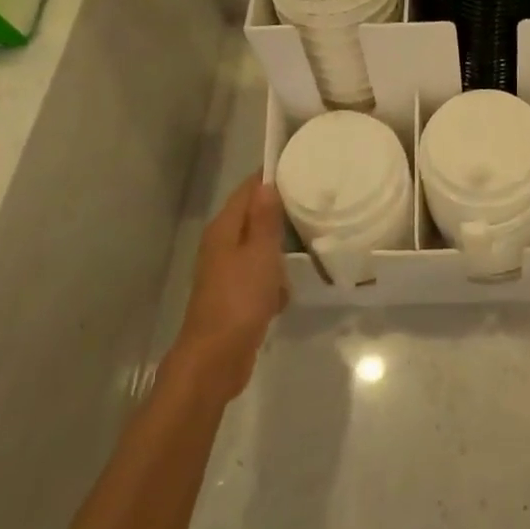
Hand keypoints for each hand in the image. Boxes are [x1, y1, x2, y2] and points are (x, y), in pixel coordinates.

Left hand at [170, 177, 288, 403]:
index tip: (301, 168)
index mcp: (224, 229)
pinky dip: (273, 281)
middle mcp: (222, 245)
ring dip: (278, 251)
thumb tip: (266, 183)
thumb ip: (264, 218)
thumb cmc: (240, 300)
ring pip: (259, 248)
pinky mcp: (235, 297)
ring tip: (309, 244)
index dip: (270, 178)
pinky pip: (259, 277)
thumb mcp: (259, 253)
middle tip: (314, 205)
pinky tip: (286, 291)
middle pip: (253, 217)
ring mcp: (227, 272)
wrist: (215, 360)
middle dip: (279, 213)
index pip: (247, 190)